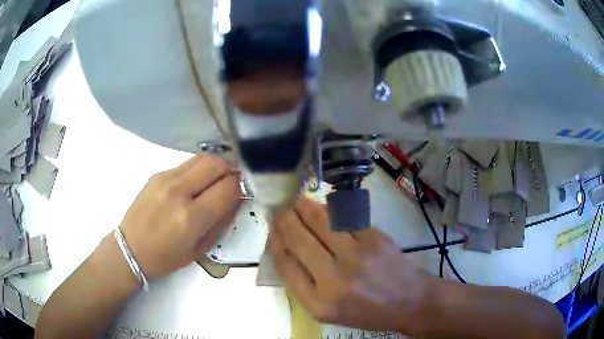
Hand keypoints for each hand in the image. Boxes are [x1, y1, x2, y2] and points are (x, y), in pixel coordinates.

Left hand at [119, 154, 241, 279]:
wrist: (129, 248)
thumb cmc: (166, 258)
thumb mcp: (200, 250)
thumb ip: (222, 223)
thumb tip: (237, 200)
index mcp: (191, 217)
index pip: (228, 188)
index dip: (242, 185)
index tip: (247, 188)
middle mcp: (179, 192)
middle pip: (216, 164)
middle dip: (232, 168)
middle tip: (237, 178)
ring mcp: (166, 179)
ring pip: (202, 158)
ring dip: (217, 164)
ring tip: (220, 176)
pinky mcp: (157, 174)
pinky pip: (186, 164)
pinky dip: (199, 168)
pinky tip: (198, 181)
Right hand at [269, 197, 430, 333]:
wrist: (410, 302)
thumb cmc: (367, 311)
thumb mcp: (328, 311)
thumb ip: (303, 285)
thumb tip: (285, 249)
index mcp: (318, 303)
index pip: (285, 264)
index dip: (275, 242)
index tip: (273, 231)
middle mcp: (334, 279)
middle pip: (298, 239)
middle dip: (284, 219)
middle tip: (280, 210)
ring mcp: (356, 256)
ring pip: (320, 221)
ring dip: (303, 206)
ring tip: (295, 201)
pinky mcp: (374, 238)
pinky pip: (344, 216)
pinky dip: (329, 208)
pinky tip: (323, 205)